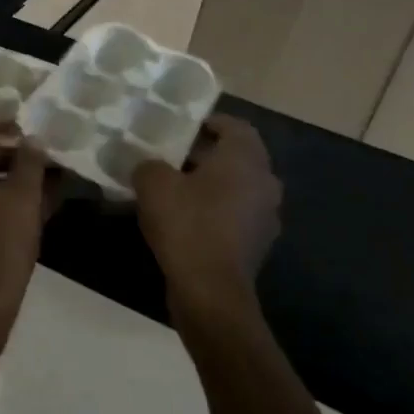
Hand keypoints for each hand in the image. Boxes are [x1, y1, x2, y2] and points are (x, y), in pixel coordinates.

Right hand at [133, 115, 281, 308]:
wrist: (210, 290)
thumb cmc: (187, 225)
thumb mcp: (154, 185)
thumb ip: (149, 165)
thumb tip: (149, 166)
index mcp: (245, 160)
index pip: (235, 126)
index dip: (209, 123)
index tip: (182, 127)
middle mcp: (264, 182)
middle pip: (237, 157)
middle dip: (205, 155)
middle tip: (171, 156)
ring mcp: (265, 216)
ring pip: (236, 187)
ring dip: (210, 184)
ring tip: (174, 188)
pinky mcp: (256, 244)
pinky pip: (234, 215)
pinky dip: (213, 211)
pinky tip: (184, 220)